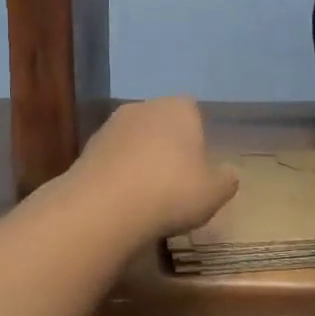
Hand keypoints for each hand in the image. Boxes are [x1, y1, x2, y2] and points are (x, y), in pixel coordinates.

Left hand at [71, 97, 238, 237]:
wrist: (104, 208)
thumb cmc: (171, 192)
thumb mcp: (214, 193)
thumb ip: (226, 180)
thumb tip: (228, 173)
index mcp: (179, 108)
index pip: (193, 111)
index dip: (197, 137)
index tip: (199, 166)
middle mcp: (143, 107)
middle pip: (161, 123)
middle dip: (167, 146)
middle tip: (176, 181)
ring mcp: (110, 126)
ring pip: (135, 140)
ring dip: (140, 160)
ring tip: (148, 196)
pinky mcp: (86, 149)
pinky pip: (112, 160)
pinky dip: (119, 174)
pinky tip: (123, 201)